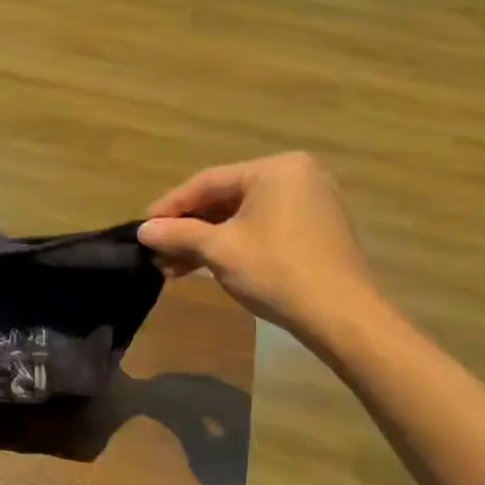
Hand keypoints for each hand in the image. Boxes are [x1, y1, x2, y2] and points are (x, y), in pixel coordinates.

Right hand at [137, 153, 382, 340]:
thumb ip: (178, 234)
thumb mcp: (218, 250)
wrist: (340, 315)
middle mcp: (296, 176)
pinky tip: (204, 265)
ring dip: (205, 240)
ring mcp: (310, 202)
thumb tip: (143, 231)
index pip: (207, 182)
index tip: (144, 228)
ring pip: (241, 216)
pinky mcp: (315, 229)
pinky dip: (232, 244)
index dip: (170, 206)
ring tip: (173, 266)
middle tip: (157, 249)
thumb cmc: (276, 271)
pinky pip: (262, 227)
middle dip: (188, 227)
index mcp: (275, 169)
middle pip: (224, 198)